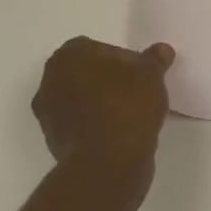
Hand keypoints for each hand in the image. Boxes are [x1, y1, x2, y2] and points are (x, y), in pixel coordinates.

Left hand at [33, 37, 173, 167]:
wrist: (107, 163)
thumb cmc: (126, 105)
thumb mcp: (151, 74)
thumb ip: (154, 59)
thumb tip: (162, 50)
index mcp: (69, 55)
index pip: (96, 47)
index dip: (119, 59)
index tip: (137, 73)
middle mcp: (50, 80)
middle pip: (84, 73)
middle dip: (105, 80)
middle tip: (133, 91)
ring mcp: (48, 114)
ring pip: (79, 100)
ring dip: (98, 104)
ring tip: (128, 115)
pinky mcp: (53, 143)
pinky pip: (79, 125)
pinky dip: (94, 126)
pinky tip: (118, 134)